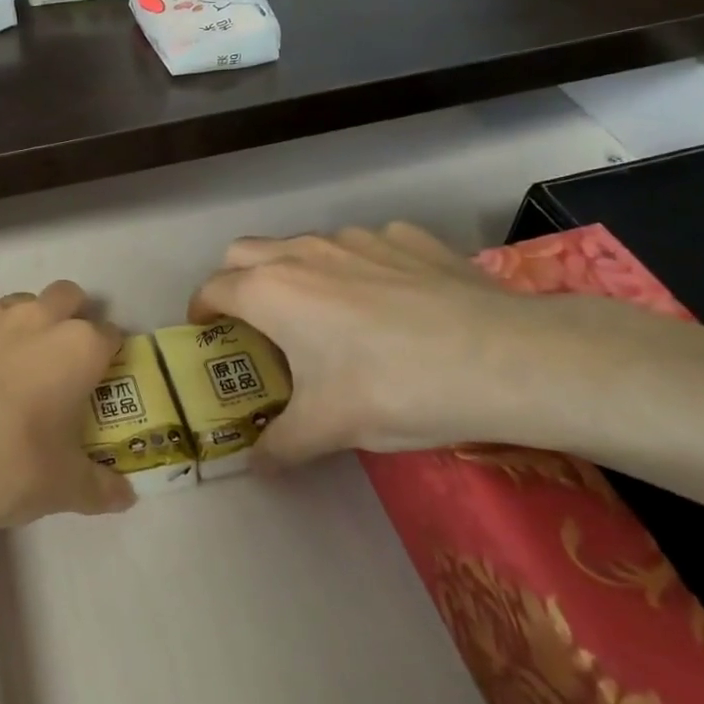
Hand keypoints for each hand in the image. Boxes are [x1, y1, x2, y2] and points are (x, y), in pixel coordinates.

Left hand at [0, 280, 134, 544]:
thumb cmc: (2, 467)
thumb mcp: (60, 489)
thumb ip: (99, 488)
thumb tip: (126, 496)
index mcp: (77, 348)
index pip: (111, 335)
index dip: (109, 358)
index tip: (98, 384)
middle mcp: (35, 318)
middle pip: (67, 297)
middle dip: (70, 319)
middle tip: (56, 366)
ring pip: (15, 304)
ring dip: (20, 327)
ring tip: (2, 374)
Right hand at [190, 222, 562, 467]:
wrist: (503, 359)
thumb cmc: (392, 389)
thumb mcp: (326, 429)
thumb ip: (279, 446)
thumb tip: (256, 466)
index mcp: (271, 291)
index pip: (212, 289)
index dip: (200, 311)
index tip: (206, 332)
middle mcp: (304, 252)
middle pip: (244, 252)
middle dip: (236, 281)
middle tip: (256, 322)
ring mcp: (358, 237)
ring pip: (304, 245)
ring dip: (296, 272)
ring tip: (326, 316)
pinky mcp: (406, 237)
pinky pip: (363, 246)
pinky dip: (357, 268)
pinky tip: (389, 303)